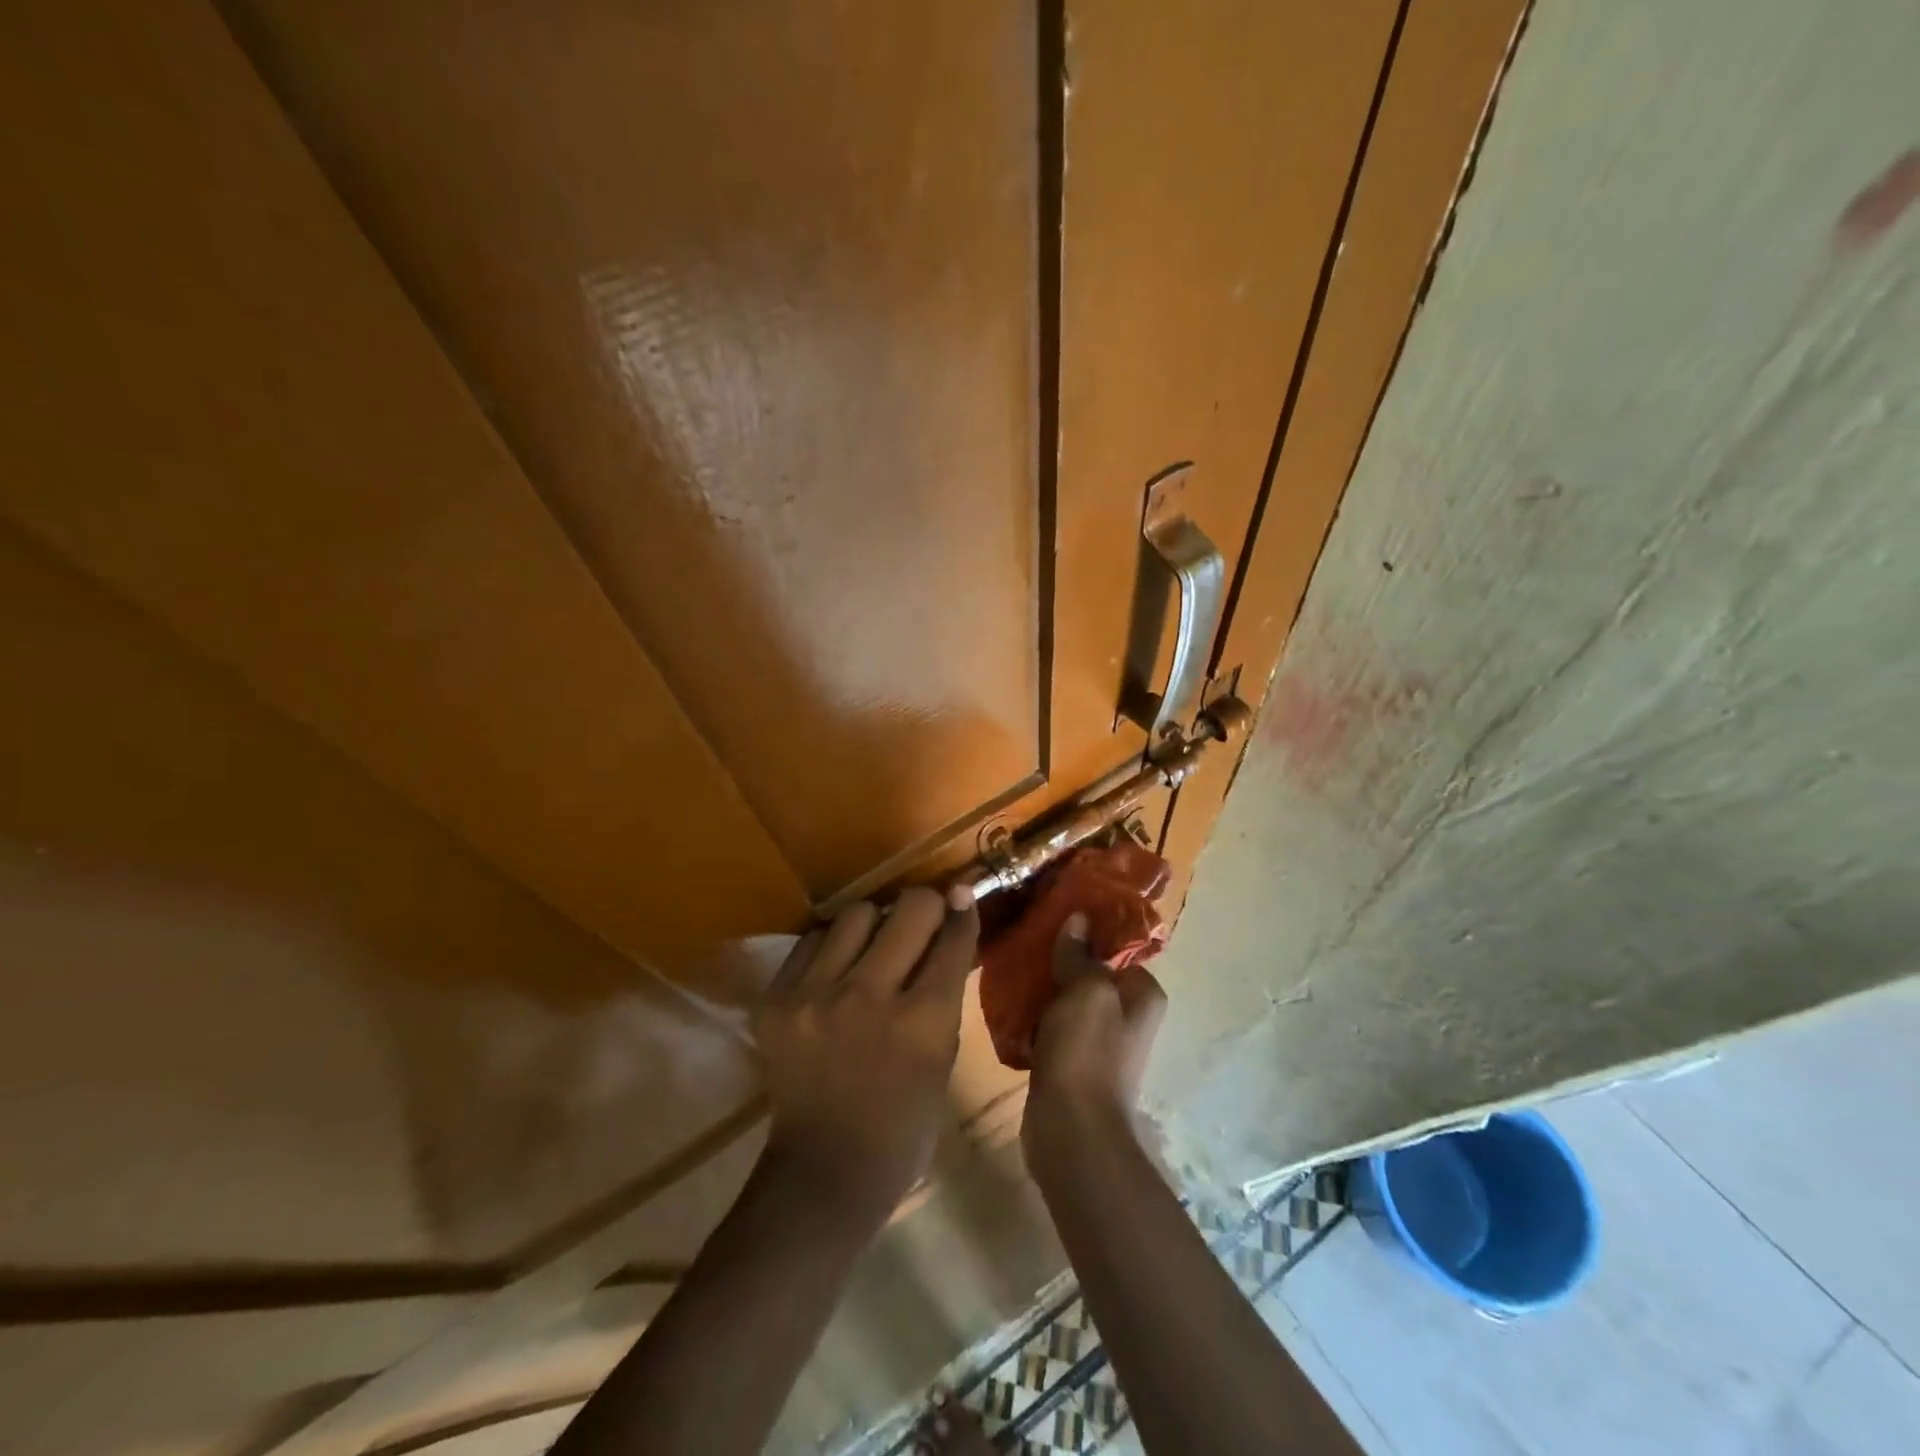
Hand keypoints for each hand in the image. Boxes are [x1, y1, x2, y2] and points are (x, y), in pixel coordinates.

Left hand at [753, 887, 978, 1223]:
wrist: (824, 1170)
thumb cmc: (904, 1123)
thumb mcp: (943, 1057)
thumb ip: (946, 990)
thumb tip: (952, 923)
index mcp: (923, 1022)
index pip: (952, 936)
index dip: (962, 910)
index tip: (962, 896)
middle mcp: (870, 997)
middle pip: (909, 907)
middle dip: (925, 906)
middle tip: (922, 920)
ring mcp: (816, 995)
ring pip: (857, 912)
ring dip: (874, 924)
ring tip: (874, 946)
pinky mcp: (777, 999)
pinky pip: (813, 939)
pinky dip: (832, 946)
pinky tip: (837, 970)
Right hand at [1023, 912, 1167, 1154]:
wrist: (1072, 1130)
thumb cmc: (1087, 1052)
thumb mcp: (1086, 991)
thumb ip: (1080, 954)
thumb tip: (1079, 919)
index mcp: (1143, 995)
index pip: (1118, 949)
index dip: (1088, 931)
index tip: (1054, 916)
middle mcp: (1127, 1016)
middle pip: (1090, 973)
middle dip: (1061, 958)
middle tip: (1026, 939)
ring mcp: (1099, 1042)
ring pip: (1068, 1000)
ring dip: (1043, 988)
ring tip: (1012, 966)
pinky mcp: (1072, 1062)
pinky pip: (1052, 1027)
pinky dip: (1034, 1017)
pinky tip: (1009, 1004)